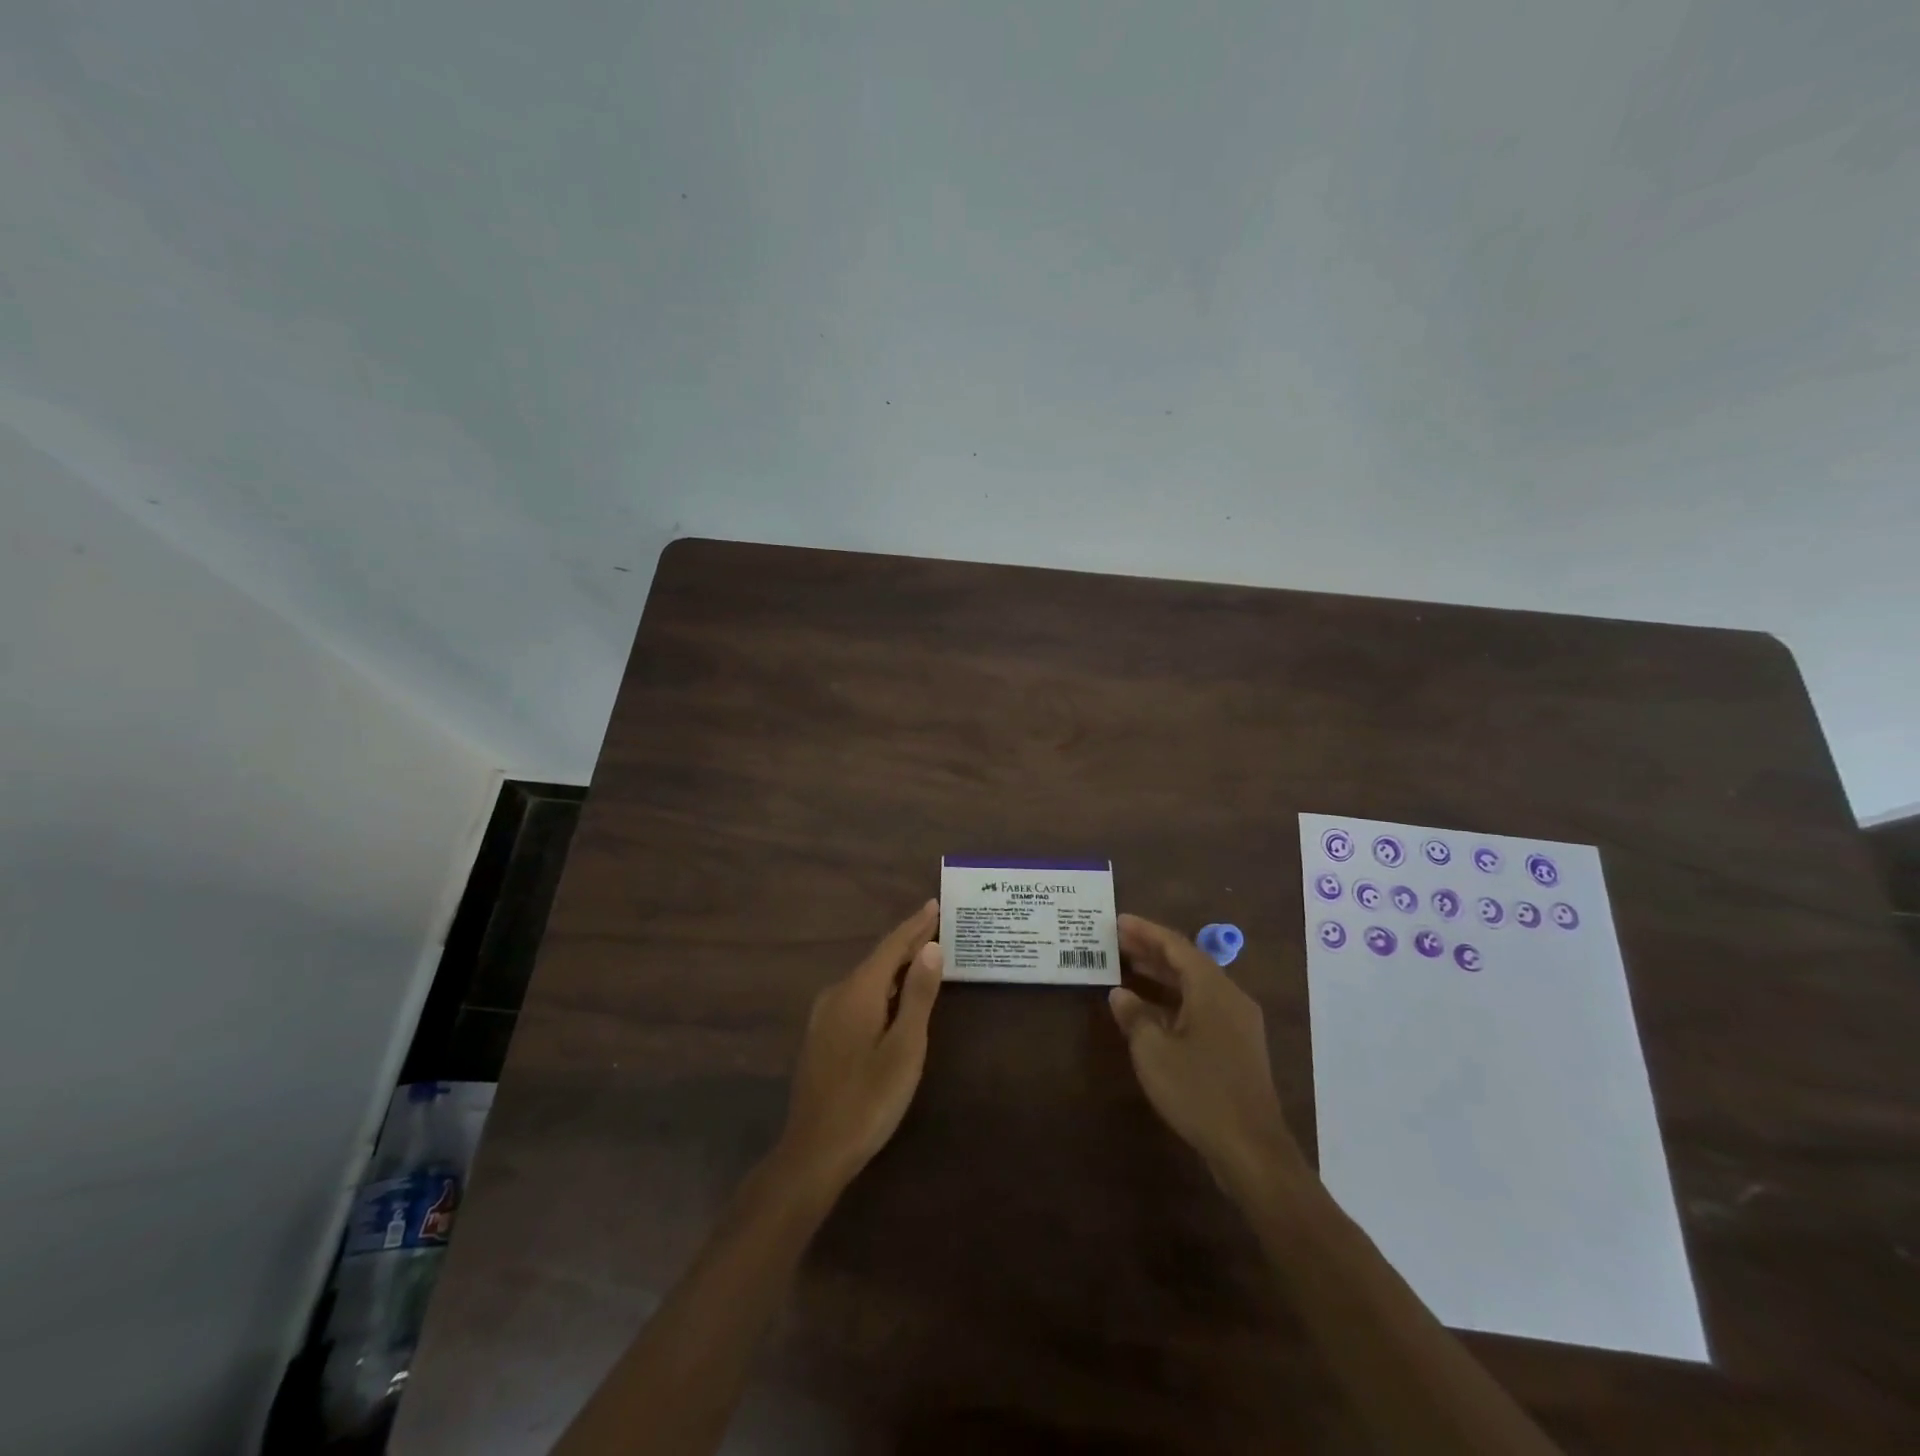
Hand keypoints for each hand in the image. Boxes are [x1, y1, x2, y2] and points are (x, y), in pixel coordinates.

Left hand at [776, 900, 943, 1194]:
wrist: (815, 1150)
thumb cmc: (869, 1099)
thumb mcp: (905, 1048)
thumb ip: (918, 996)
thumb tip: (931, 948)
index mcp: (858, 991)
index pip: (891, 946)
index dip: (915, 926)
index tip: (933, 904)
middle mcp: (837, 994)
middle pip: (878, 960)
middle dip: (907, 943)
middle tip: (935, 926)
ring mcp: (824, 1016)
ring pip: (866, 979)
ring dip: (894, 966)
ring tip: (921, 956)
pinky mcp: (822, 1036)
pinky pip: (857, 996)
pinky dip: (881, 987)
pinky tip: (892, 997)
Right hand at [1109, 914, 1306, 1198]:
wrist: (1251, 1150)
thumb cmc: (1198, 1092)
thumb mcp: (1153, 1051)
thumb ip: (1134, 1016)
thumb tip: (1120, 994)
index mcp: (1213, 990)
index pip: (1176, 947)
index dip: (1145, 932)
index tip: (1118, 921)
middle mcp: (1230, 998)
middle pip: (1188, 963)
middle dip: (1152, 950)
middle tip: (1117, 941)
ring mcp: (1238, 1023)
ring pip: (1195, 986)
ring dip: (1162, 976)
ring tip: (1127, 968)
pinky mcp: (1238, 1047)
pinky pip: (1202, 1007)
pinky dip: (1174, 1000)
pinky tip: (1151, 1011)